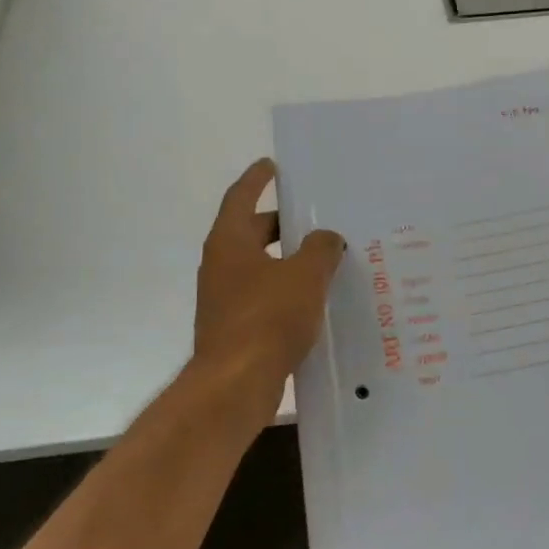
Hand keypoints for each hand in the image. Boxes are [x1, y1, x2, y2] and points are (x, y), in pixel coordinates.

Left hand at [194, 158, 344, 395]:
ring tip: (319, 258)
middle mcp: (221, 265)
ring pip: (258, 266)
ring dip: (285, 259)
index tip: (271, 165)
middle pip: (250, 232)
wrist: (235, 384)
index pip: (241, 197)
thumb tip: (326, 237)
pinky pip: (262, 295)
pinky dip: (283, 289)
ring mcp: (223, 298)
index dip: (256, 179)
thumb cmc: (268, 318)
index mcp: (230, 242)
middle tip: (311, 219)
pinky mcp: (233, 327)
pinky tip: (311, 299)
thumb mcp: (305, 275)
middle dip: (279, 224)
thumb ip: (320, 249)